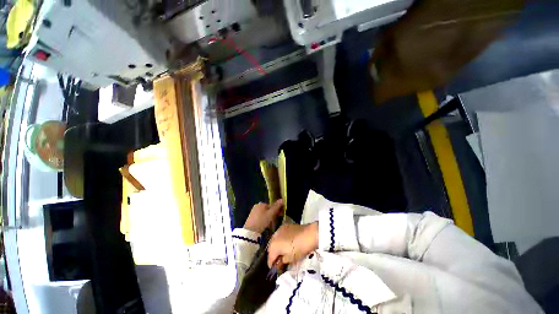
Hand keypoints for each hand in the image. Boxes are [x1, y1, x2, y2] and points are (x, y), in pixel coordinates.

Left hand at [243, 199, 284, 233]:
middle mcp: (257, 206)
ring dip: (267, 219)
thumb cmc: (262, 221)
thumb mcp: (271, 214)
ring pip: (264, 215)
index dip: (276, 211)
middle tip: (274, 223)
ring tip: (269, 226)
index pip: (271, 206)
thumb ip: (277, 206)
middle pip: (267, 210)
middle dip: (271, 216)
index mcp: (261, 203)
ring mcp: (253, 212)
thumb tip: (283, 199)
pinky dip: (263, 222)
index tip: (278, 217)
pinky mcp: (251, 218)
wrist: (250, 231)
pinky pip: (260, 218)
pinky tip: (264, 227)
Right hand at [267, 222, 317, 267]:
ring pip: (275, 240)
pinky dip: (281, 239)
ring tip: (282, 251)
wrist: (309, 234)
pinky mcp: (285, 226)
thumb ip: (282, 261)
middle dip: (273, 254)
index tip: (275, 269)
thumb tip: (279, 262)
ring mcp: (279, 229)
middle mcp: (274, 236)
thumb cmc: (300, 248)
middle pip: (271, 248)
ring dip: (277, 246)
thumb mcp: (291, 259)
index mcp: (274, 246)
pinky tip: (285, 242)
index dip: (272, 264)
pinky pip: (280, 234)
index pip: (270, 258)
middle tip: (279, 261)